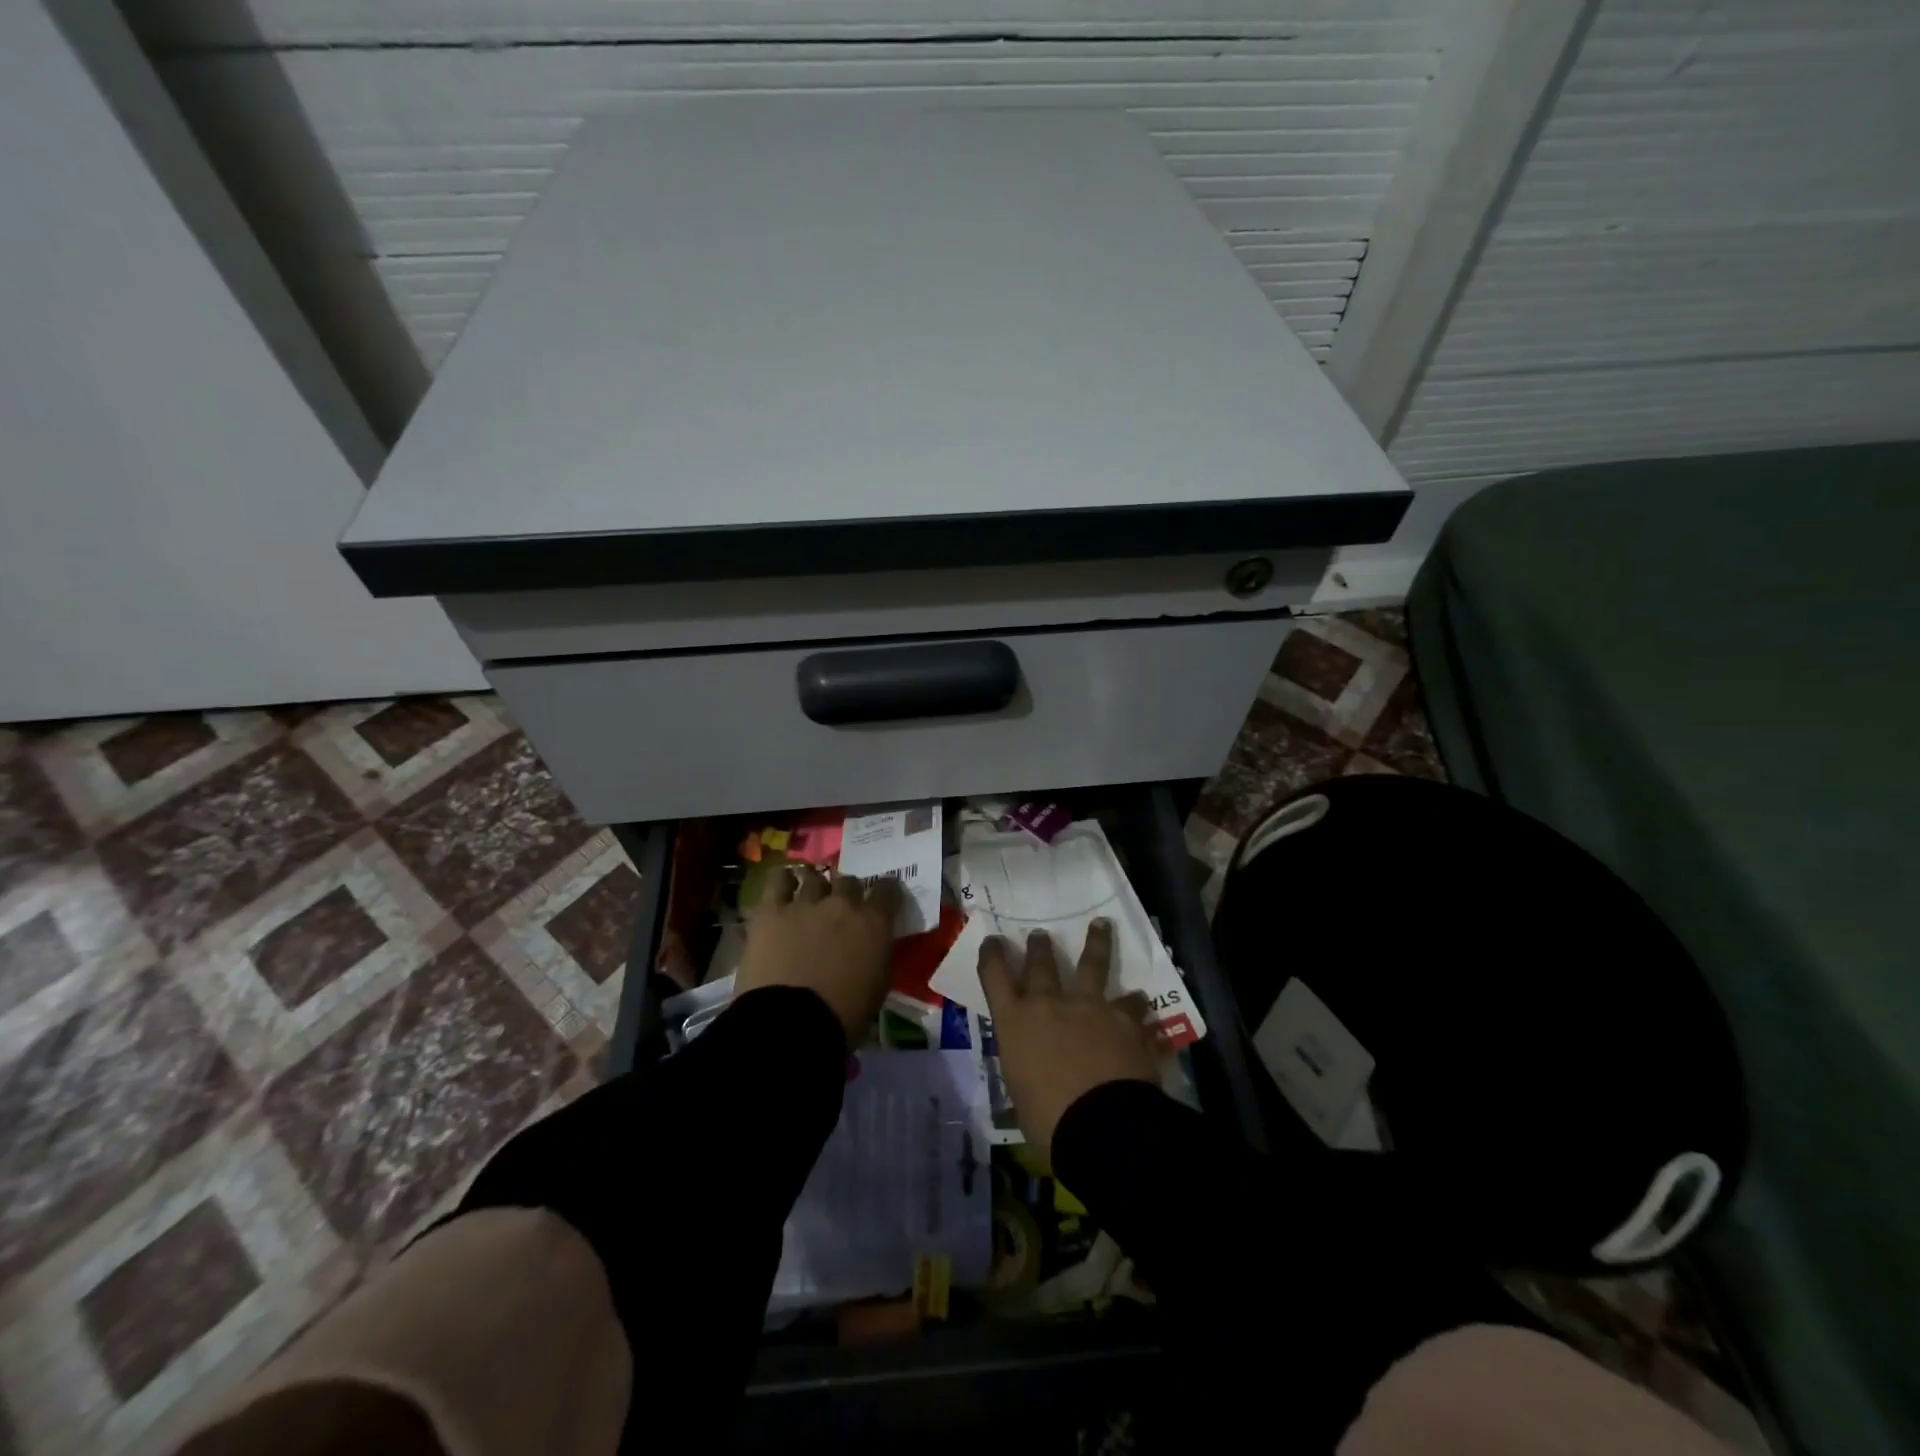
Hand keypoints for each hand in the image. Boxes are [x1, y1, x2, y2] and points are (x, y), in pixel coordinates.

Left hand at [736, 866, 900, 1042]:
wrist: (792, 1024)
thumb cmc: (844, 1015)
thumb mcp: (879, 986)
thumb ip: (879, 955)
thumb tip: (873, 946)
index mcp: (874, 923)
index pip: (888, 890)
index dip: (886, 893)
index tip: (882, 901)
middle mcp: (842, 904)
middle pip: (849, 881)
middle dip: (847, 893)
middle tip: (840, 910)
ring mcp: (805, 903)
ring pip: (814, 878)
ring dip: (815, 888)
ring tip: (809, 898)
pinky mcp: (771, 911)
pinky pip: (778, 881)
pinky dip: (783, 882)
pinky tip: (783, 888)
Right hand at [978, 921, 1158, 1161]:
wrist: (1101, 1126)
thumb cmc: (1048, 1120)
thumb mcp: (1021, 1093)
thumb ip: (1026, 1067)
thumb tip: (1035, 1067)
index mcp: (1014, 1023)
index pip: (994, 977)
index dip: (992, 956)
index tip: (993, 941)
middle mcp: (1049, 1004)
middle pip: (1040, 964)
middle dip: (1039, 948)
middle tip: (1040, 935)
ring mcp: (1089, 1006)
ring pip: (1092, 965)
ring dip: (1096, 943)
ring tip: (1101, 925)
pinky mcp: (1124, 1018)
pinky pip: (1132, 1005)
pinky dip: (1136, 1004)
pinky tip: (1142, 1001)